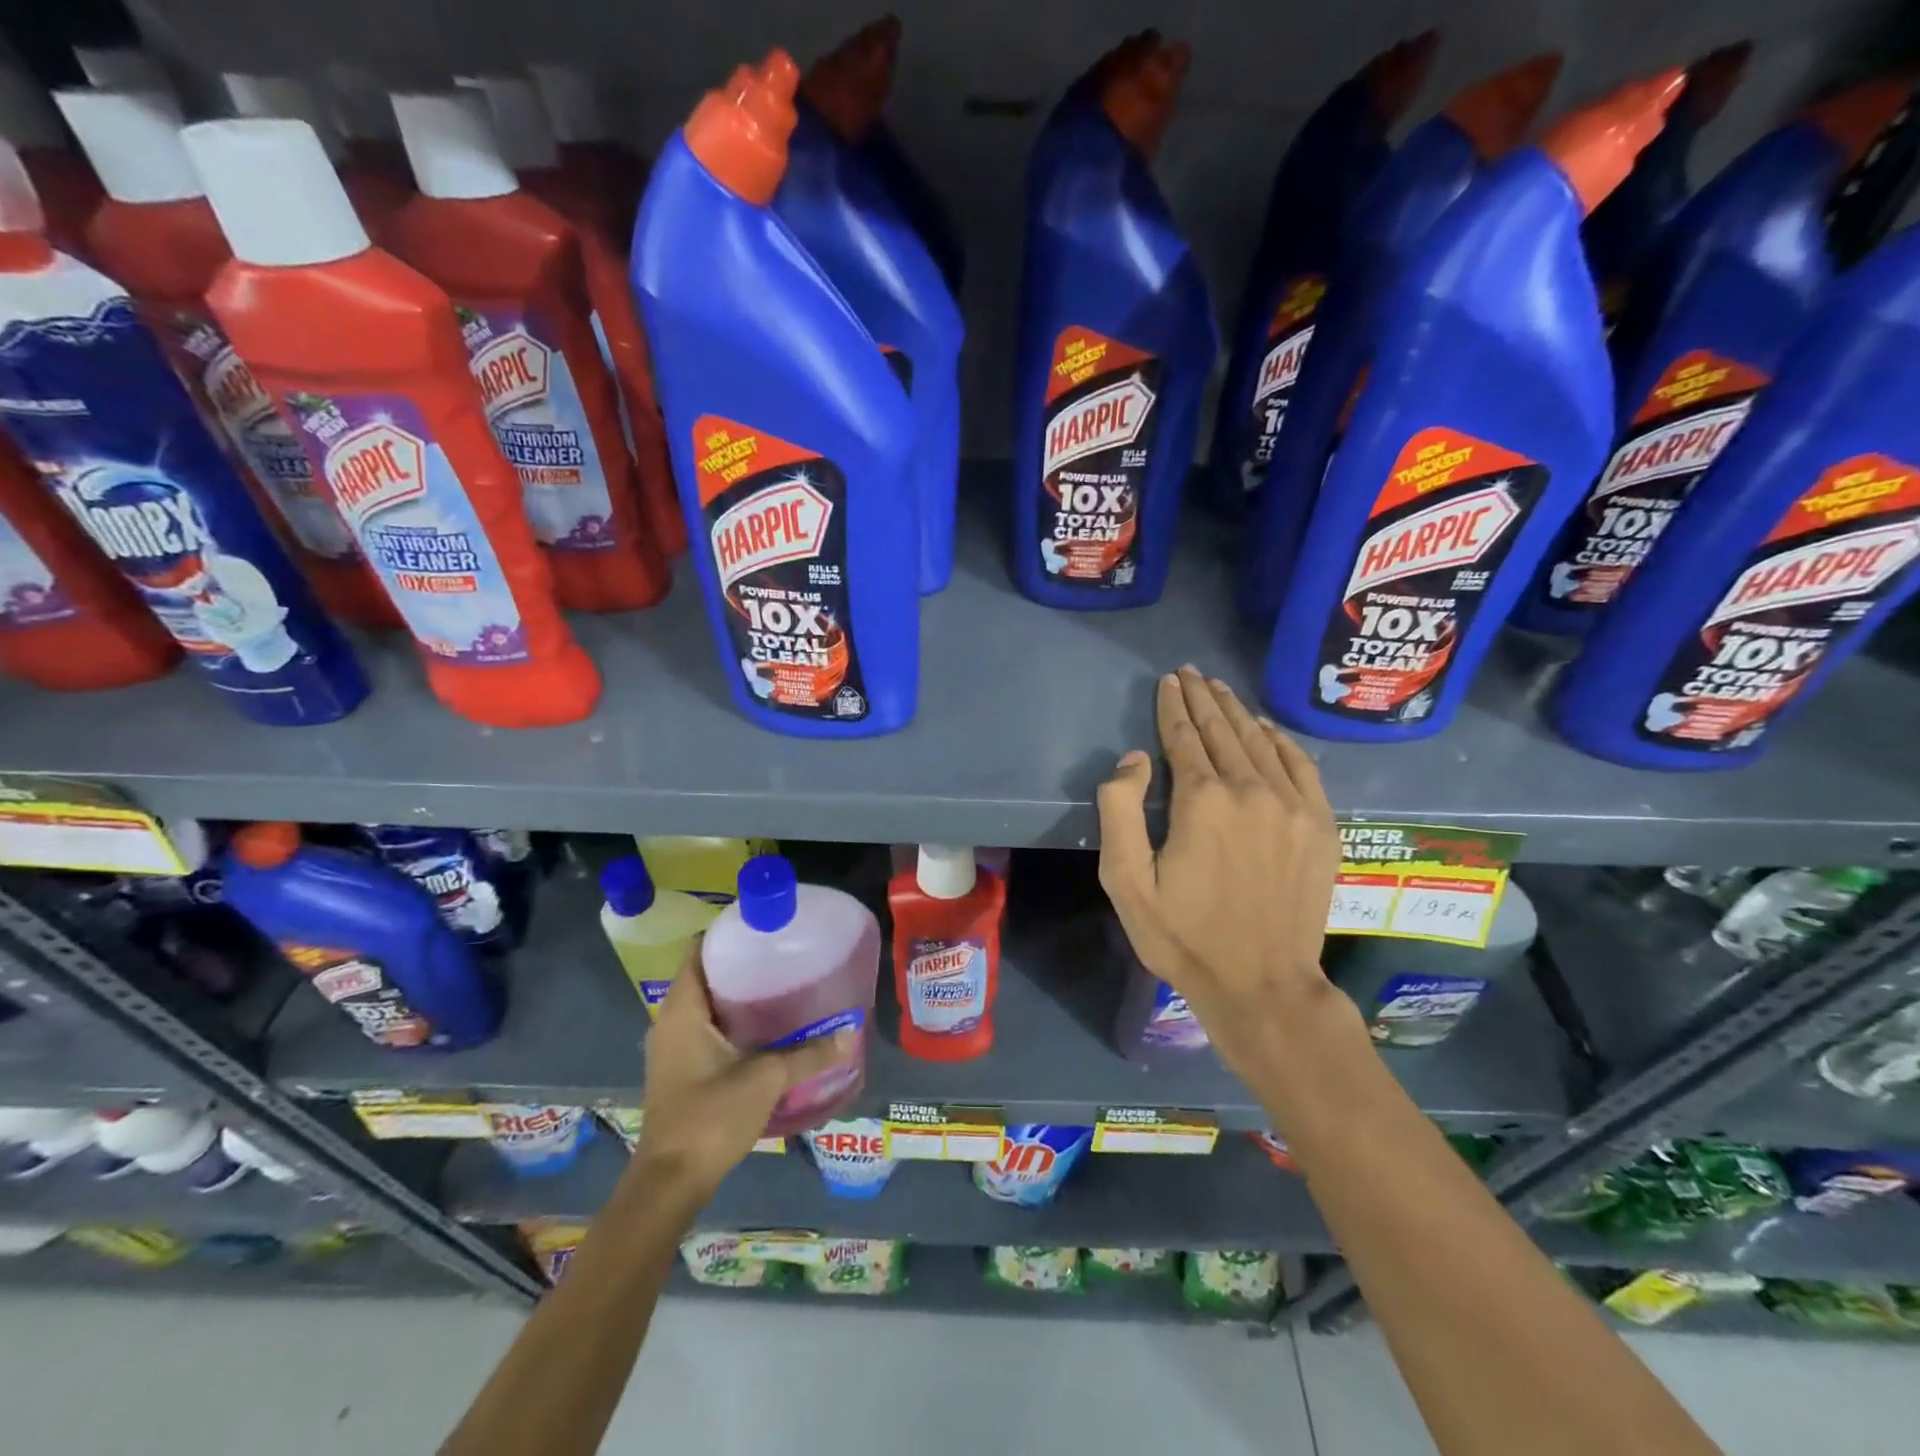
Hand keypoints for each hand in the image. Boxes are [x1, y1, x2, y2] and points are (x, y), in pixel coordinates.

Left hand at [631, 943, 851, 1209]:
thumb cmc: (710, 1117)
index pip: (696, 951)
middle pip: (704, 976)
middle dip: (740, 963)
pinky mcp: (681, 1072)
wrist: (670, 1184)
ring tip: (780, 985)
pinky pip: (707, 1029)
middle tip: (781, 954)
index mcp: (682, 1010)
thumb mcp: (765, 1079)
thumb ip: (808, 1055)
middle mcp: (670, 1023)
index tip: (762, 926)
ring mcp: (673, 1049)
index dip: (726, 933)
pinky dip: (732, 1021)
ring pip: (706, 1005)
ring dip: (737, 995)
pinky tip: (766, 1029)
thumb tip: (849, 1033)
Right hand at [1097, 667, 1344, 1074]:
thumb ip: (1120, 811)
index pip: (1183, 737)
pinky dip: (1282, 740)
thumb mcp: (1126, 882)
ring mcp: (1294, 807)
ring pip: (1260, 742)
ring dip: (1237, 712)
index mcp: (1202, 801)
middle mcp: (1252, 790)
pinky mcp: (1321, 826)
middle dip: (1203, 699)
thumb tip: (1135, 758)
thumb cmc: (1183, 936)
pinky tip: (1268, 727)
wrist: (1261, 984)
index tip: (1168, 681)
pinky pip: (1301, 766)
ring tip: (1220, 689)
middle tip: (1191, 673)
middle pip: (1223, 731)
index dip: (1172, 706)